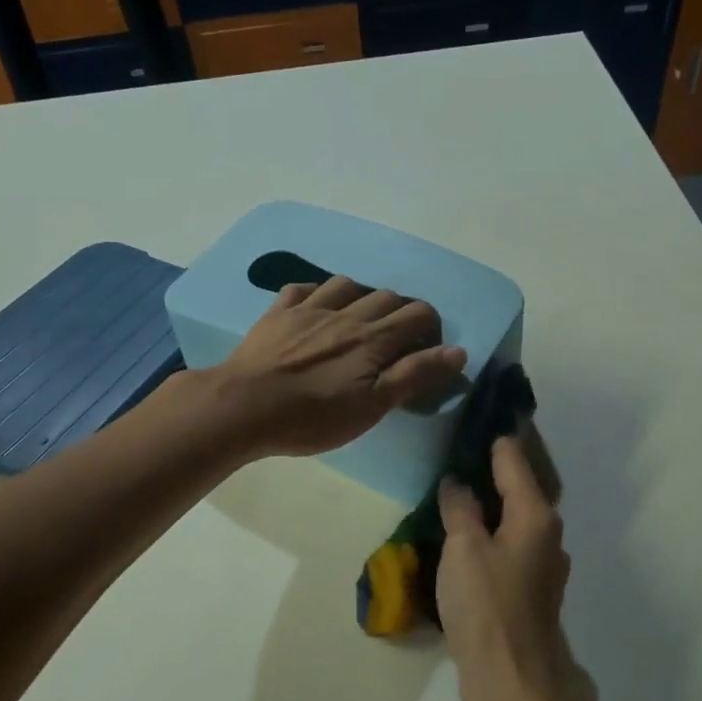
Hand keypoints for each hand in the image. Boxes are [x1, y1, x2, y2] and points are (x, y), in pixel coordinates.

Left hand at [210, 275, 466, 457]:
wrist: (244, 407)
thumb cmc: (313, 415)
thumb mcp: (373, 406)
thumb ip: (415, 375)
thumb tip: (458, 351)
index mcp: (373, 337)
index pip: (418, 314)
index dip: (431, 328)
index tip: (427, 352)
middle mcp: (346, 313)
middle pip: (386, 297)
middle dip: (401, 313)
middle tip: (398, 342)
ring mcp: (309, 309)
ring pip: (347, 284)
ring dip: (363, 296)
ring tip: (361, 319)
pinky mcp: (278, 313)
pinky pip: (303, 288)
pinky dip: (318, 293)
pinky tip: (317, 307)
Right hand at [438, 436, 574, 700]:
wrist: (513, 682)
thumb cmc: (488, 607)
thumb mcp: (464, 549)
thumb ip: (460, 509)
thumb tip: (457, 483)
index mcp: (535, 514)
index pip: (513, 457)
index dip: (492, 435)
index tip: (471, 414)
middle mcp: (545, 532)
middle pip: (518, 485)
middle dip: (489, 465)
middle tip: (454, 446)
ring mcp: (539, 563)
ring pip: (511, 516)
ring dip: (486, 500)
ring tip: (452, 484)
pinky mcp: (526, 589)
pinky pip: (505, 543)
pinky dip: (486, 530)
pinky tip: (460, 531)